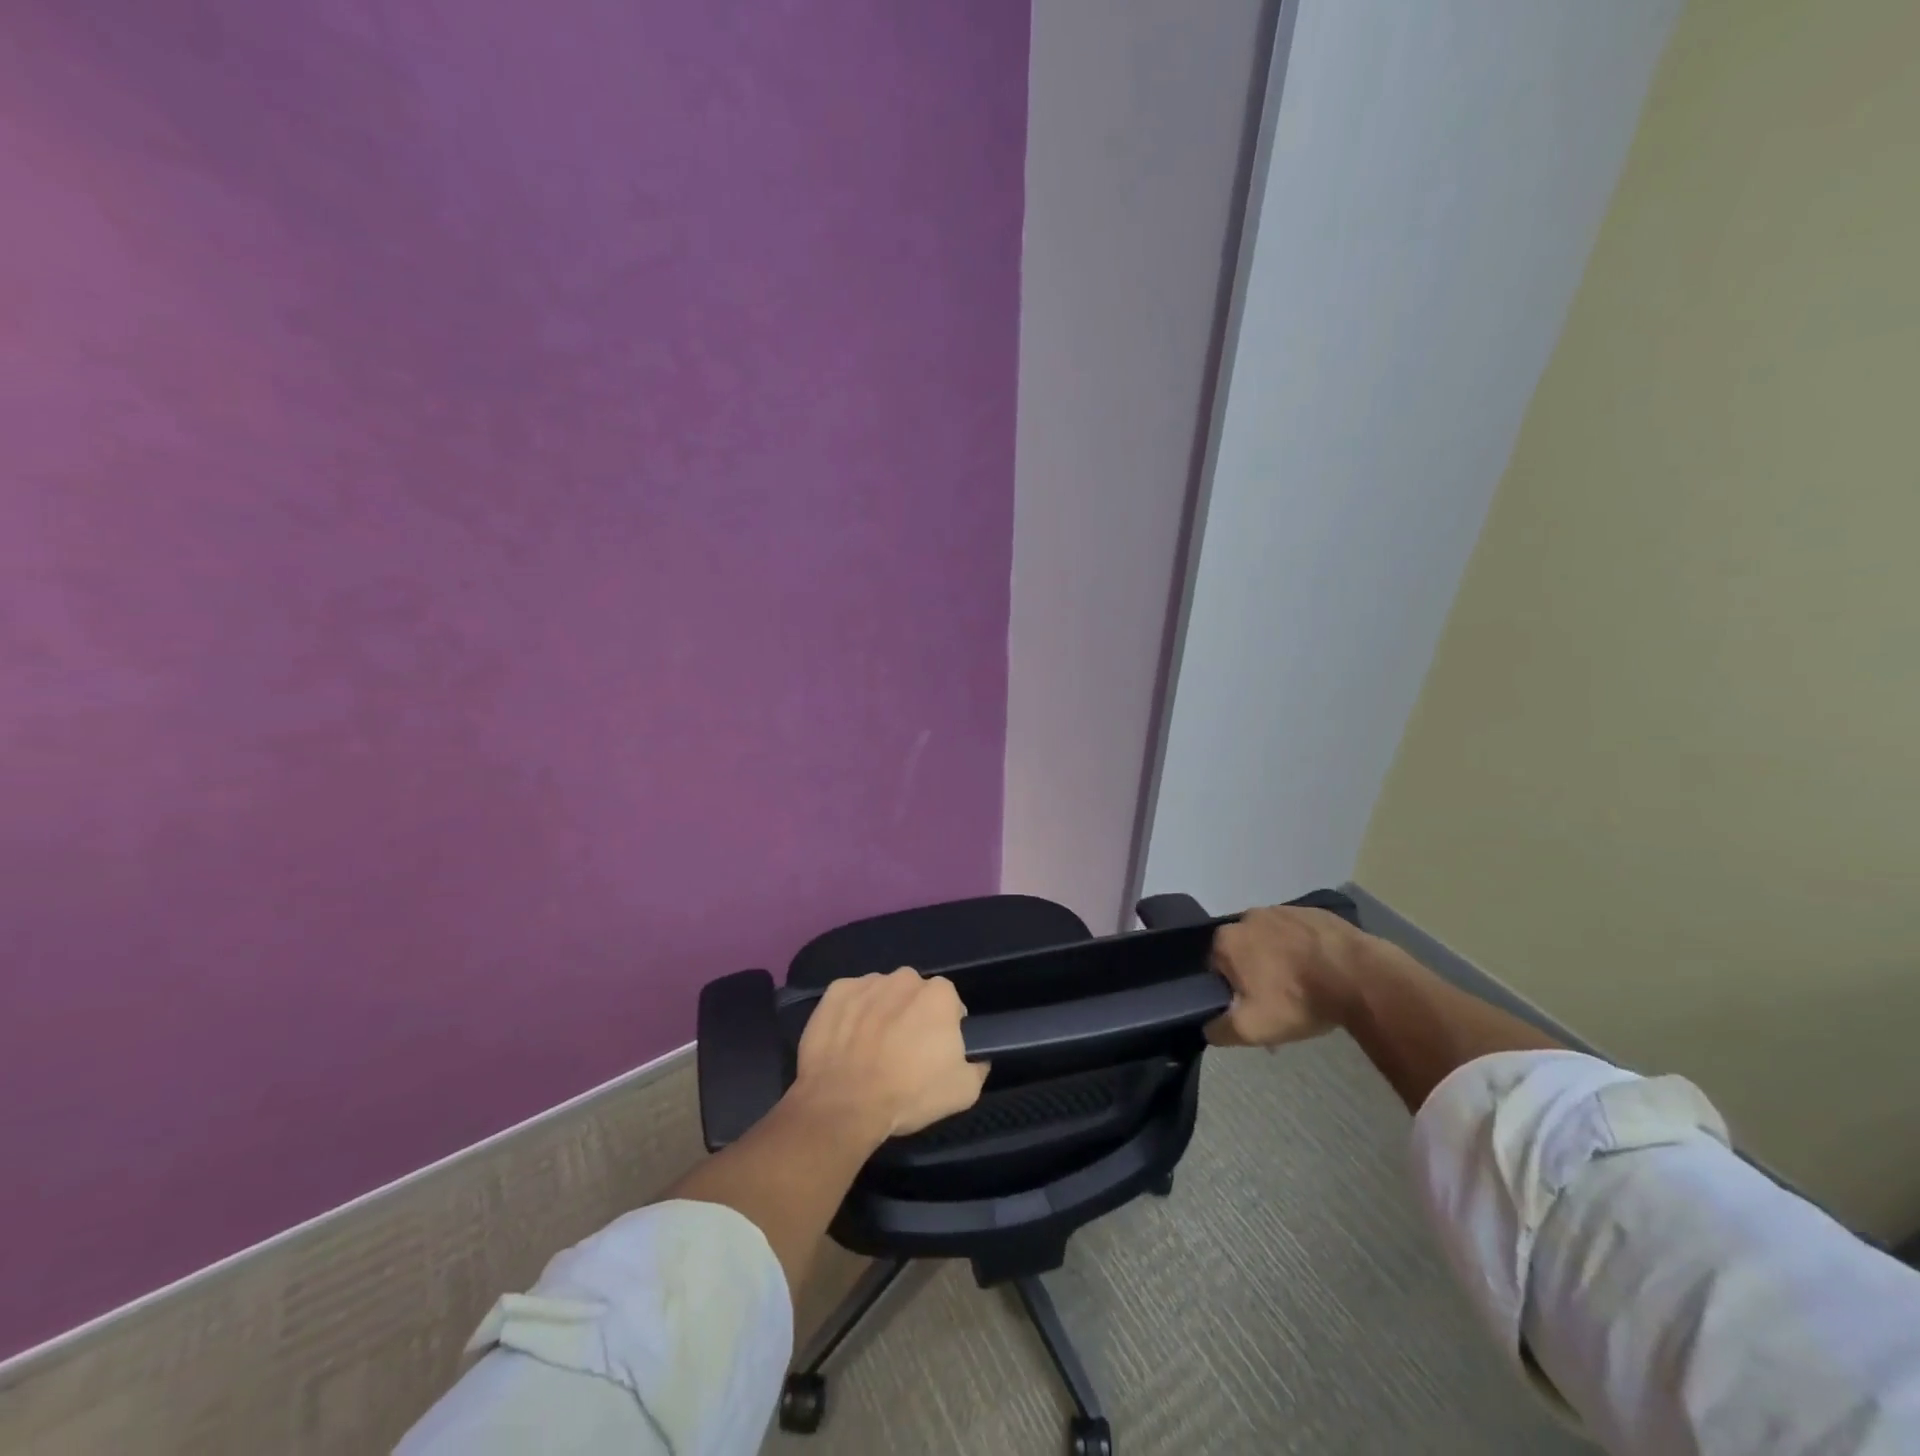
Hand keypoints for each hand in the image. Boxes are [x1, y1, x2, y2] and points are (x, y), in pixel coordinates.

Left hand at [791, 969, 988, 1143]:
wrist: (843, 1104)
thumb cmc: (908, 1094)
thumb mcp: (962, 1092)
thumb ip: (977, 1068)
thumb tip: (978, 1060)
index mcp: (939, 994)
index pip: (949, 1003)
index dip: (943, 1027)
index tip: (934, 1051)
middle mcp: (904, 978)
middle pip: (913, 994)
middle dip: (911, 1015)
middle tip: (902, 1050)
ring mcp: (867, 982)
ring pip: (882, 993)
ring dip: (881, 1013)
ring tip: (870, 1049)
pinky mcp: (836, 992)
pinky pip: (850, 999)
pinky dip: (850, 1014)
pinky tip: (846, 1042)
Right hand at [1204, 905, 1364, 1048]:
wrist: (1359, 977)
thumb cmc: (1297, 1000)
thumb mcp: (1251, 1029)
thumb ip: (1219, 1030)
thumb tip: (1207, 1027)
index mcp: (1226, 940)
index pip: (1216, 967)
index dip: (1232, 990)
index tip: (1253, 1008)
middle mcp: (1248, 917)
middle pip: (1244, 951)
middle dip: (1256, 972)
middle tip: (1280, 1001)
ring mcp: (1282, 910)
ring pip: (1272, 940)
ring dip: (1280, 959)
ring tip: (1305, 986)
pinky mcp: (1312, 911)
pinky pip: (1299, 933)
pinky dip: (1304, 949)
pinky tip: (1322, 970)